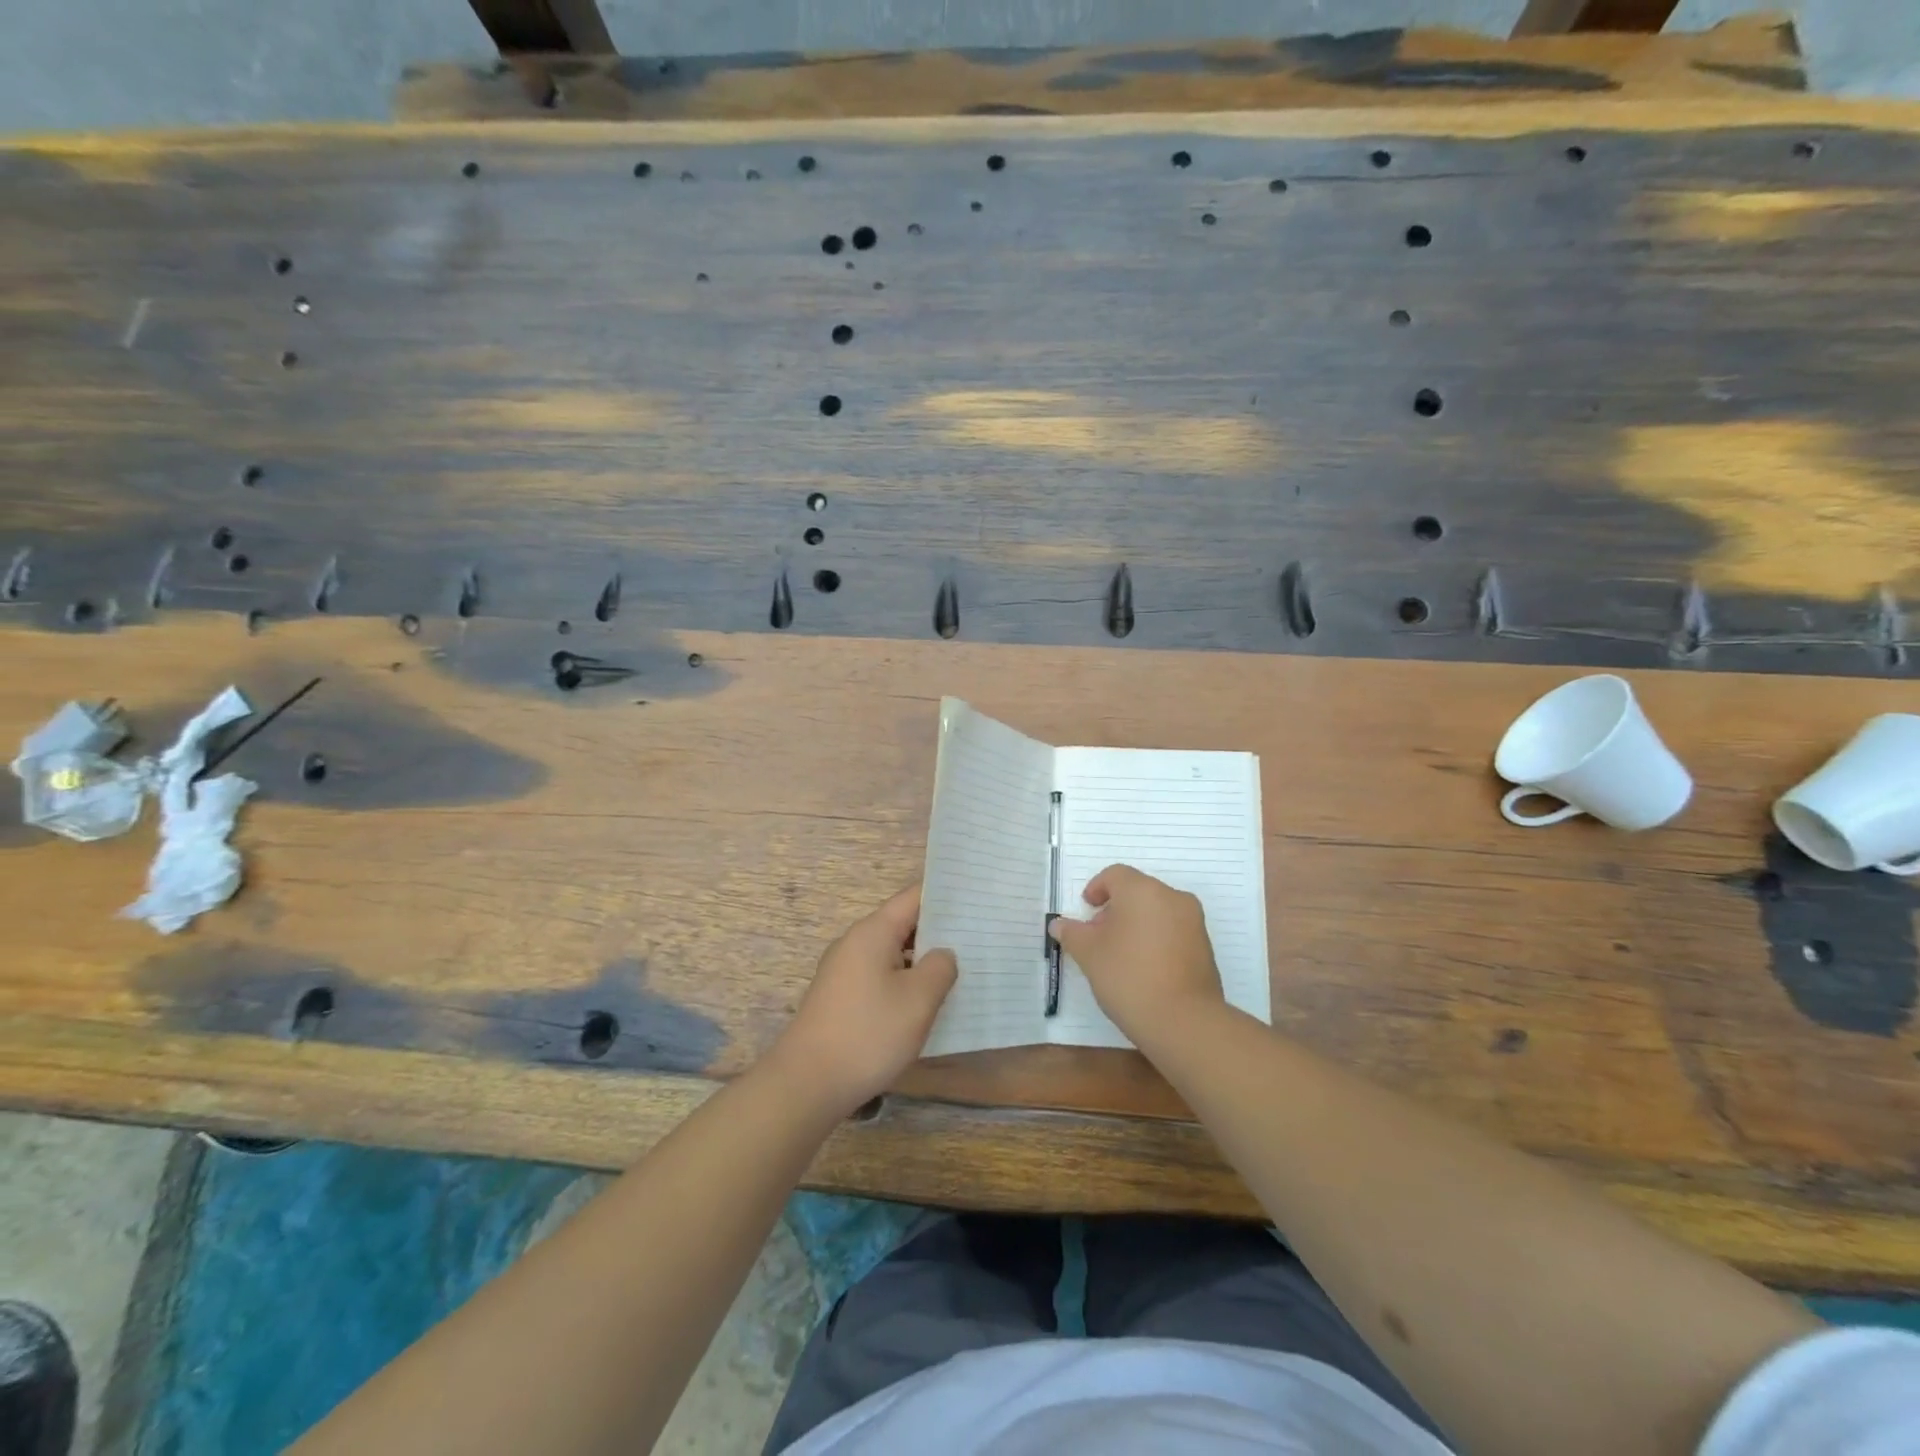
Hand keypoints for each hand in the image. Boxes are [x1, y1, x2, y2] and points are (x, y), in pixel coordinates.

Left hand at [771, 885, 956, 1116]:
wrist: (807, 1083)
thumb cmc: (869, 1033)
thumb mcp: (919, 1000)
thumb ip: (940, 967)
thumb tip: (942, 954)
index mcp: (873, 932)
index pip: (913, 897)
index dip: (945, 896)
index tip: (976, 901)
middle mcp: (855, 942)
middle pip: (902, 923)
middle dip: (938, 931)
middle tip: (978, 939)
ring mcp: (844, 970)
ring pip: (892, 952)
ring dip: (921, 960)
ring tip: (959, 971)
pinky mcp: (840, 996)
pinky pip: (879, 975)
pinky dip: (903, 981)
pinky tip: (924, 1002)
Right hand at [1047, 864, 1226, 1049]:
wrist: (1184, 1021)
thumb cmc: (1128, 976)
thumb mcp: (1089, 954)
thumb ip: (1072, 933)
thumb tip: (1059, 924)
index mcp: (1143, 890)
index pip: (1115, 875)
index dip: (1096, 888)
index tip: (1086, 910)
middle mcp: (1173, 897)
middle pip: (1137, 891)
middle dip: (1115, 908)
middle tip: (1098, 935)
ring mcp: (1193, 922)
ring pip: (1157, 911)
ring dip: (1136, 924)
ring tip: (1119, 955)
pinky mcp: (1205, 947)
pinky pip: (1173, 931)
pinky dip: (1155, 938)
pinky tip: (1143, 967)